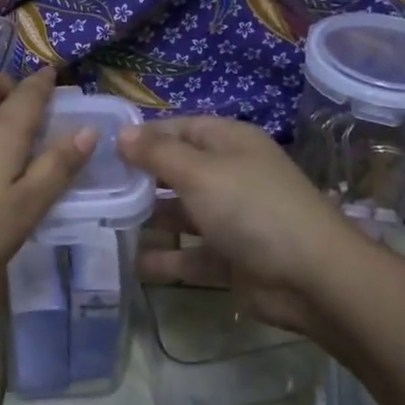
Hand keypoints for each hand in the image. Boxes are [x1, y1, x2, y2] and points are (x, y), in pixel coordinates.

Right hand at [118, 116, 370, 334]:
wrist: (311, 276)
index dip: (142, 136)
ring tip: (102, 225)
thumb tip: (123, 132)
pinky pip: (189, 254)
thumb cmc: (252, 208)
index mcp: (228, 143)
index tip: (101, 148)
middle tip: (93, 189)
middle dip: (139, 180)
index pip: (178, 128)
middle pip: (176, 171)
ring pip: (180, 214)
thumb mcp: (201, 172)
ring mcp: (230, 218)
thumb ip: (158, 154)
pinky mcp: (229, 257)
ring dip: (147, 220)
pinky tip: (130, 263)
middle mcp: (229, 175)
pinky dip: (164, 259)